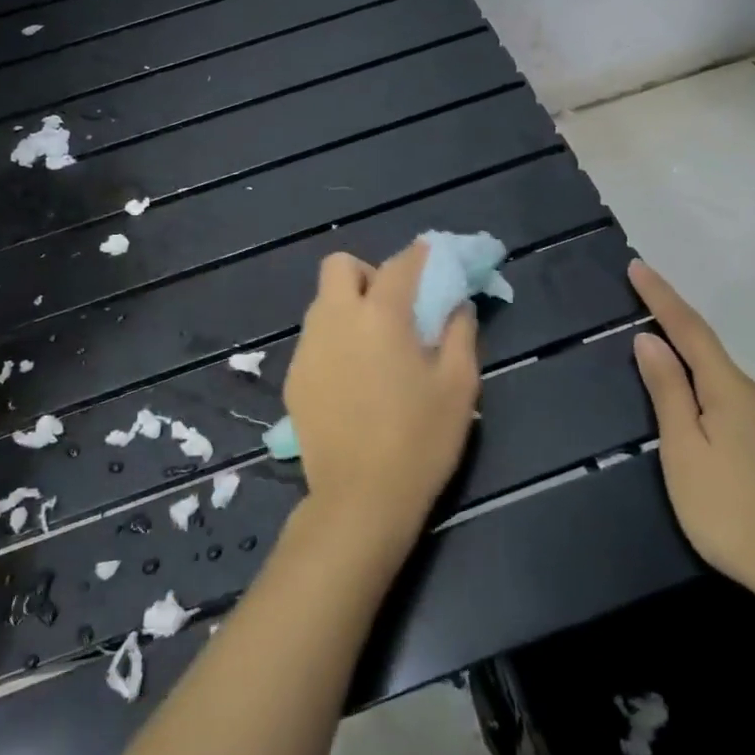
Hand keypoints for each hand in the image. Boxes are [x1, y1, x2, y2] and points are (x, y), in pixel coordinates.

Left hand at [283, 242, 480, 559]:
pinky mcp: (294, 377)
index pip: (400, 264)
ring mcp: (308, 348)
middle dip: (367, 273)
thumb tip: (457, 303)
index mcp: (380, 315)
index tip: (434, 258)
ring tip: (373, 346)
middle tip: (392, 306)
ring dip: (348, 306)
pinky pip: (314, 339)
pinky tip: (352, 379)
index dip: (420, 255)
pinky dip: (334, 341)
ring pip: (322, 303)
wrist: (360, 499)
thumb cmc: (420, 440)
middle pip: (340, 266)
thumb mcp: (459, 385)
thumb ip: (460, 332)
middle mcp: (335, 319)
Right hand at [627, 259, 754, 618]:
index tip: (640, 265)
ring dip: (740, 437)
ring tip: (735, 493)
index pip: (689, 330)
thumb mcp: (684, 456)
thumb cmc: (736, 516)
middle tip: (694, 460)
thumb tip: (650, 340)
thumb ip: (668, 394)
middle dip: (703, 404)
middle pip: (725, 385)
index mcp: (733, 392)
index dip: (661, 298)